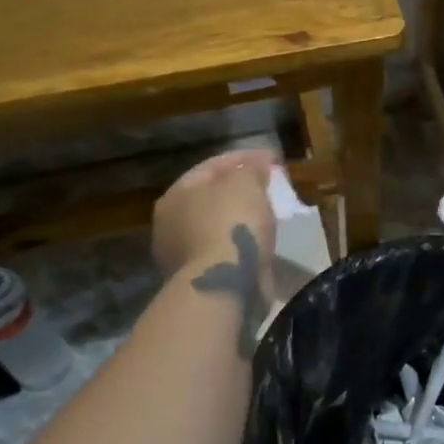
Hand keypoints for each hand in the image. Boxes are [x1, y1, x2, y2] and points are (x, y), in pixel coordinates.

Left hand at [152, 149, 276, 277]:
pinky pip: (225, 249)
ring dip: (241, 217)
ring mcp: (182, 255)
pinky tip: (262, 238)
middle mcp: (170, 224)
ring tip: (270, 211)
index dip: (244, 158)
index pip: (212, 166)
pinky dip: (242, 241)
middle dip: (240, 188)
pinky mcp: (200, 279)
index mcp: (174, 196)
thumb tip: (256, 168)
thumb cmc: (231, 225)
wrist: (225, 285)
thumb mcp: (246, 183)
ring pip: (217, 225)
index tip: (273, 158)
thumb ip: (251, 169)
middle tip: (269, 184)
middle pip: (211, 196)